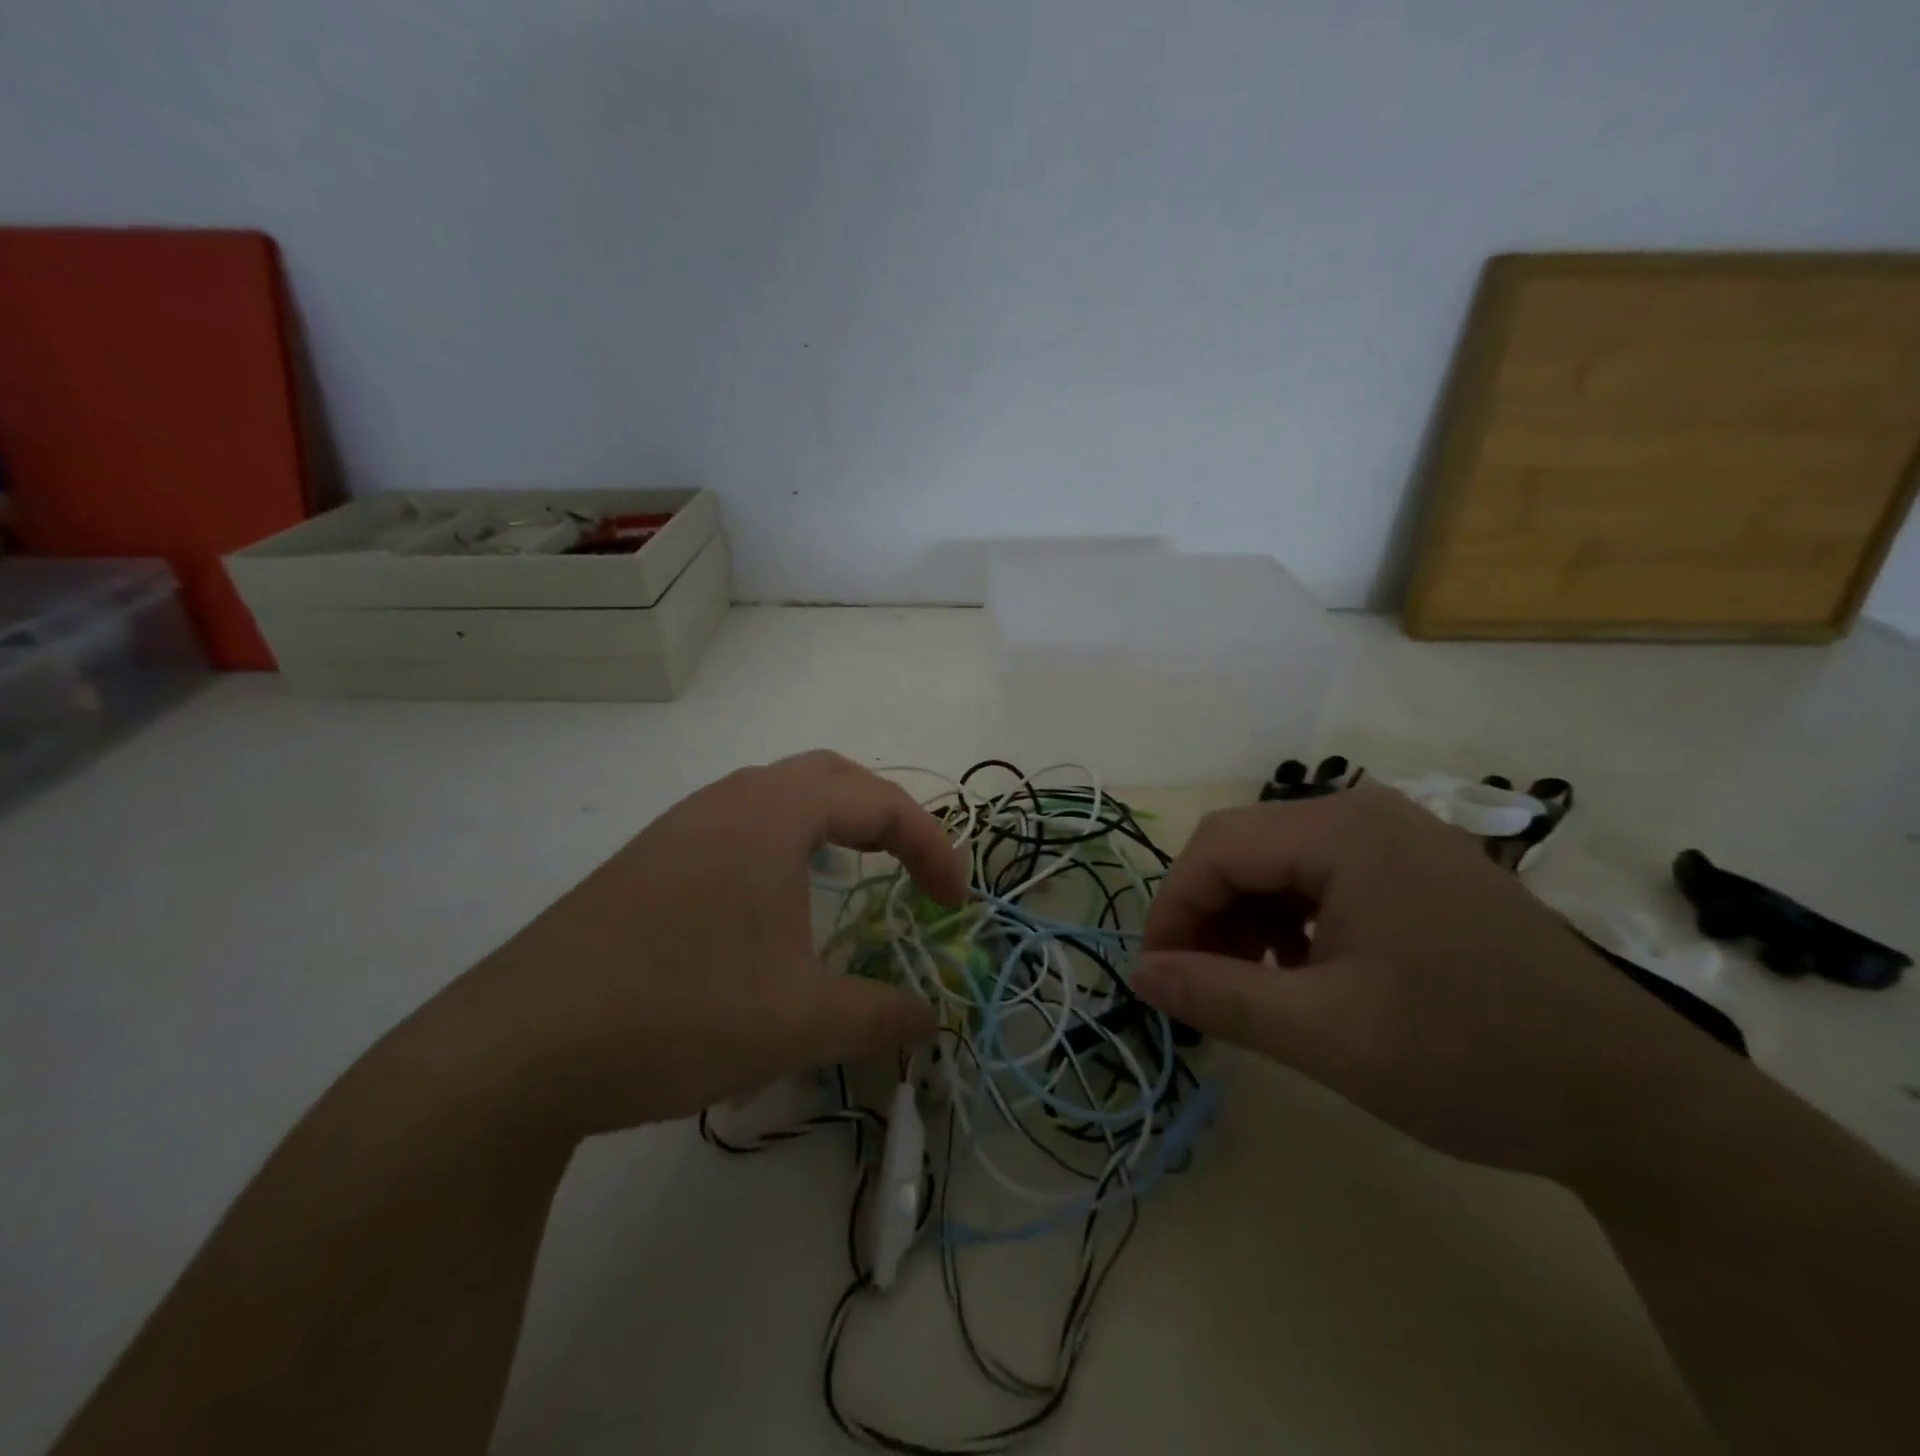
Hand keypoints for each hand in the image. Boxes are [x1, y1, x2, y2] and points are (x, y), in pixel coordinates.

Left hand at [437, 751, 966, 1137]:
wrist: (515, 1051)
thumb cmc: (680, 1012)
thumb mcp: (799, 1021)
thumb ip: (880, 1017)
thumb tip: (932, 1021)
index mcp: (771, 814)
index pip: (878, 802)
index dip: (932, 846)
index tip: (953, 903)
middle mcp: (726, 802)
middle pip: (828, 779)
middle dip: (885, 819)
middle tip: (912, 871)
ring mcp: (678, 829)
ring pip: (777, 800)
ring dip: (829, 829)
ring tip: (852, 882)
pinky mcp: (647, 864)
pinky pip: (737, 831)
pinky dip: (782, 851)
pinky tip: (774, 912)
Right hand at [1131, 785, 1729, 1179]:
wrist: (1639, 1105)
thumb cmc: (1473, 1059)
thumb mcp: (1327, 1034)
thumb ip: (1218, 996)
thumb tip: (1138, 974)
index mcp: (1344, 831)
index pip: (1216, 849)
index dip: (1171, 910)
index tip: (1155, 978)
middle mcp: (1366, 813)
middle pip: (1244, 847)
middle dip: (1206, 914)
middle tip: (1198, 987)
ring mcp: (1397, 838)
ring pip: (1278, 862)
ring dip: (1244, 918)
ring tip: (1249, 985)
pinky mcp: (1417, 869)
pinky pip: (1321, 878)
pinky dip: (1289, 920)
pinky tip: (1301, 971)